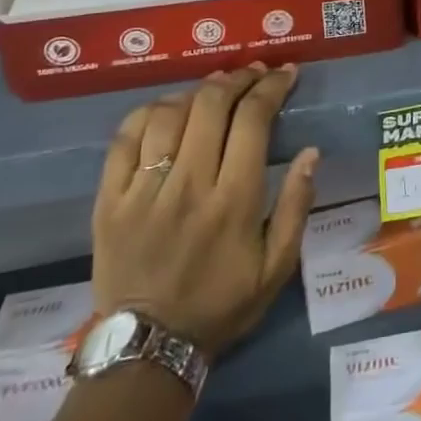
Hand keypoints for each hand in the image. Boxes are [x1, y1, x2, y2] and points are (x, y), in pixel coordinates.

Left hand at [91, 63, 319, 358]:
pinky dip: (148, 112)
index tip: (285, 73)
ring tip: (214, 88)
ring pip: (168, 114)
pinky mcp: (110, 200)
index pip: (253, 120)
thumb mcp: (277, 267)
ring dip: (196, 91)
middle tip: (253, 73)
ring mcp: (143, 191)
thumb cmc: (221, 303)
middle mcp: (188, 186)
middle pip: (211, 105)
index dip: (271, 87)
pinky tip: (167, 109)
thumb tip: (310, 152)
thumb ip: (297, 207)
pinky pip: (124, 138)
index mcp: (234, 201)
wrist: (148, 346)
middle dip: (237, 78)